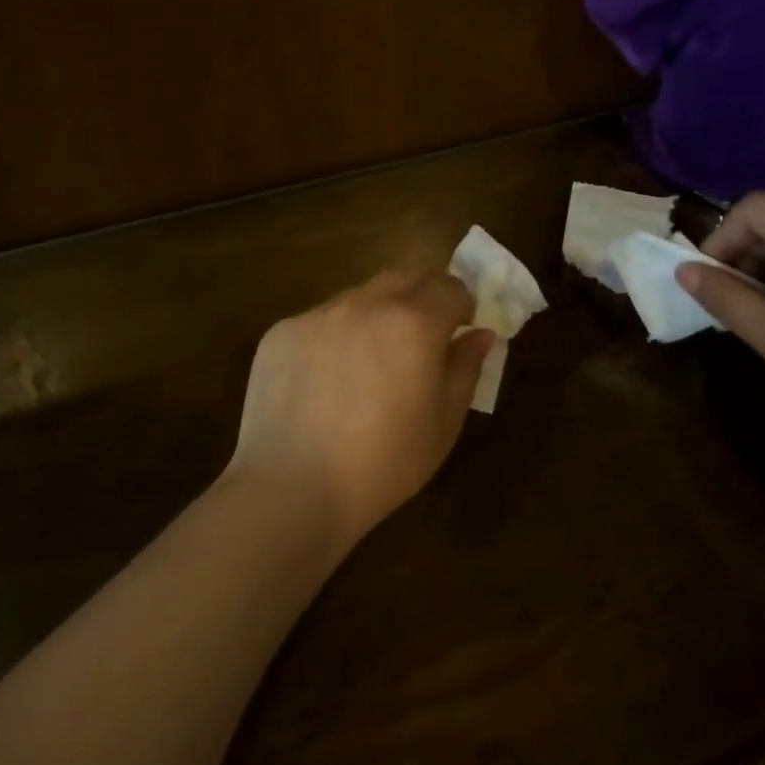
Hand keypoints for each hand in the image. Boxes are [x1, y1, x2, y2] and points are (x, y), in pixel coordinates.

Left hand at [228, 269, 494, 549]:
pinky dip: (336, 335)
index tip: (460, 329)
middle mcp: (366, 303)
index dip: (462, 305)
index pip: (451, 288)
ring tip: (371, 361)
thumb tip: (481, 334)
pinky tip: (327, 381)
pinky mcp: (283, 331)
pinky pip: (322, 319)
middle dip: (424, 295)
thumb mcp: (443, 423)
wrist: (291, 488)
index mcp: (414, 322)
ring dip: (378, 313)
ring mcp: (319, 313)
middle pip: (407, 275)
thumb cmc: (383, 463)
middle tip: (423, 335)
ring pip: (361, 294)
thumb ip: (465, 368)